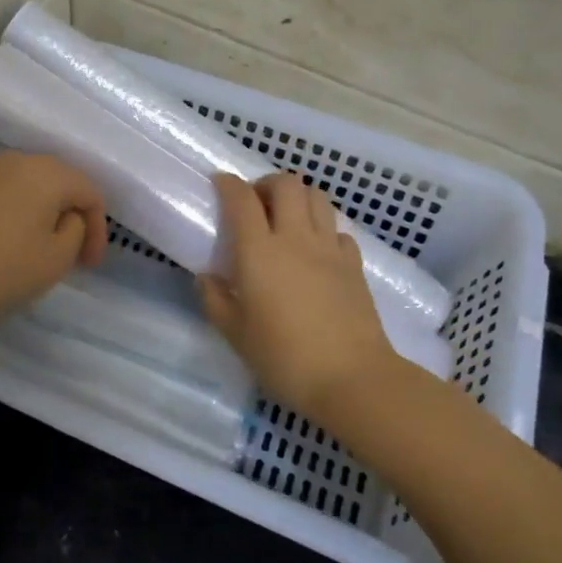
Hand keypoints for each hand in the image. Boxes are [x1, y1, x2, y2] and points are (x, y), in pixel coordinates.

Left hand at [0, 152, 105, 333]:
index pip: (90, 192)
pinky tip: (3, 247)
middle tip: (73, 256)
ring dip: (41, 217)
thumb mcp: (55, 259)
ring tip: (38, 252)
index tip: (90, 266)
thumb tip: (66, 218)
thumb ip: (75, 232)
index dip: (99, 230)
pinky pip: (0, 197)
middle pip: (58, 184)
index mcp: (47, 172)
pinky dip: (13, 217)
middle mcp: (16, 161)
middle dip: (71, 219)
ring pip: (28, 190)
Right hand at [198, 173, 397, 423]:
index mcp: (259, 251)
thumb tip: (207, 277)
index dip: (228, 184)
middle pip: (286, 184)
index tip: (219, 183)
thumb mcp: (236, 335)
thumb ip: (216, 300)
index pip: (242, 199)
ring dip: (298, 198)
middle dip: (267, 184)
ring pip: (317, 197)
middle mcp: (295, 238)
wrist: (352, 379)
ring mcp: (329, 248)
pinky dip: (324, 229)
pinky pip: (338, 230)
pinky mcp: (354, 264)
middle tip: (256, 204)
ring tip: (287, 220)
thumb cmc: (284, 358)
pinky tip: (316, 251)